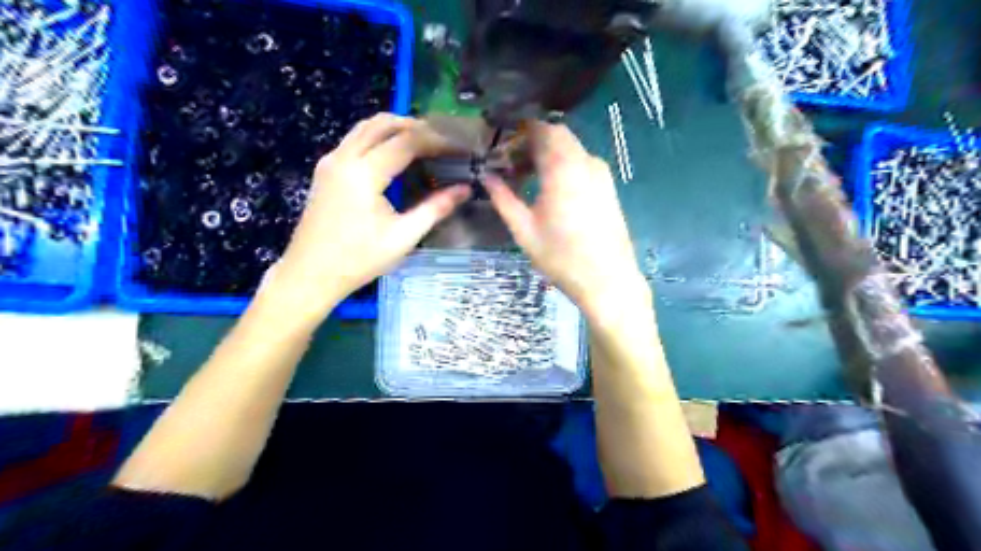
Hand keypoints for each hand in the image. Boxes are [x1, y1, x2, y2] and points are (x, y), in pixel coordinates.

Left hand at [270, 111, 470, 317]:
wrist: (310, 274)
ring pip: (365, 127)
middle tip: (442, 140)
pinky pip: (355, 139)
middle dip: (416, 126)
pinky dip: (378, 137)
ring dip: (395, 128)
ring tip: (422, 142)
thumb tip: (465, 189)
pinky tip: (394, 155)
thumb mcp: (403, 237)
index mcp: (364, 173)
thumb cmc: (359, 259)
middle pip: (383, 123)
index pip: (406, 141)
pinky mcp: (325, 170)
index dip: (436, 140)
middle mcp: (344, 157)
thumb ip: (435, 208)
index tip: (458, 148)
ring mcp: (331, 161)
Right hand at [483, 121, 649, 317]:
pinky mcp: (608, 187)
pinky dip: (562, 166)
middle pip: (557, 136)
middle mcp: (586, 162)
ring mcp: (601, 174)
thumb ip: (503, 198)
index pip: (541, 129)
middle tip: (511, 163)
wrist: (607, 280)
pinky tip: (549, 189)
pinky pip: (581, 163)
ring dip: (547, 155)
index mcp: (563, 167)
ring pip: (570, 149)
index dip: (519, 131)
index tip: (501, 143)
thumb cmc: (561, 257)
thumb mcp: (524, 229)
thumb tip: (486, 177)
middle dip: (531, 142)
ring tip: (526, 178)